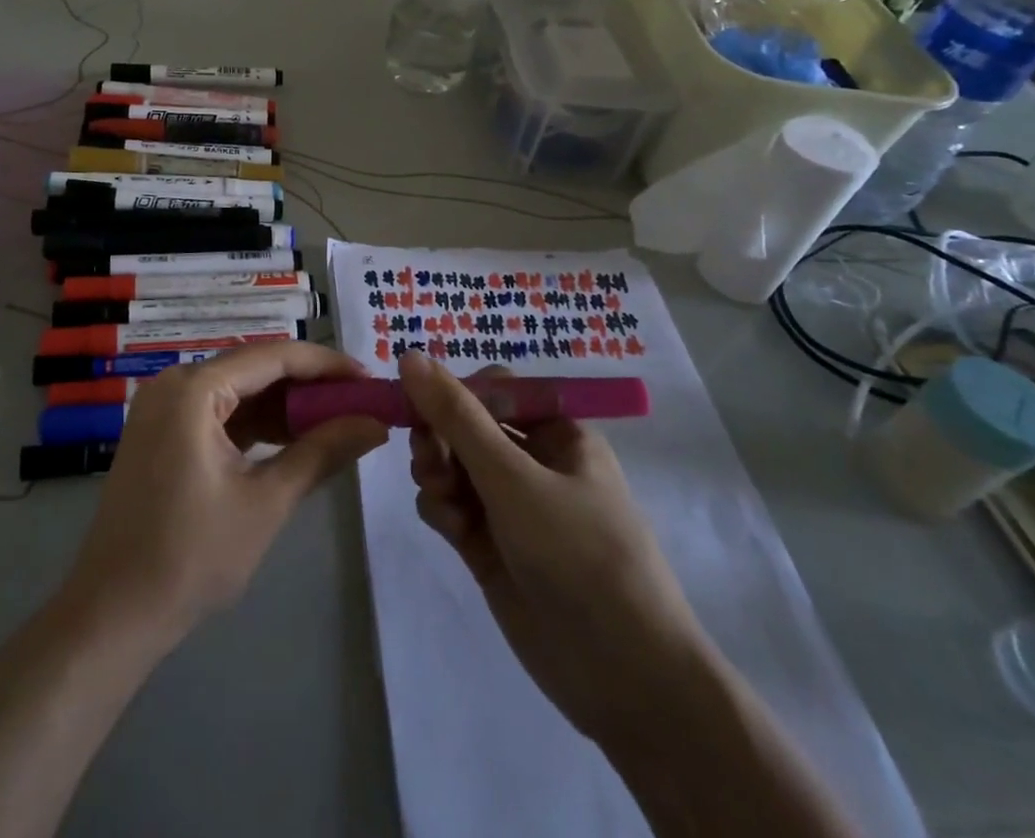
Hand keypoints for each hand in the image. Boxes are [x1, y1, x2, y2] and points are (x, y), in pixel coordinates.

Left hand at [62, 341, 387, 652]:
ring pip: (240, 391)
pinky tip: (295, 439)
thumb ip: (322, 452)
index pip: (273, 357)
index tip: (371, 379)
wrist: (114, 614)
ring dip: (286, 406)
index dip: (327, 365)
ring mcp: (165, 408)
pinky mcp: (164, 433)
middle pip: (256, 369)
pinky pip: (221, 414)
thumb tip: (375, 423)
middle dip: (309, 386)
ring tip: (338, 421)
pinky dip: (258, 424)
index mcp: (193, 388)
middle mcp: (175, 383)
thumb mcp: (267, 502)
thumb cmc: (191, 556)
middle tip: (360, 403)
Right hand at [399, 352, 714, 744]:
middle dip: (440, 437)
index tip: (417, 404)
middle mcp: (534, 462)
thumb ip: (456, 417)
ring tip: (440, 496)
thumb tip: (409, 355)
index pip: (494, 388)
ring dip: (437, 472)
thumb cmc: (579, 555)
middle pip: (466, 426)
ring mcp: (512, 507)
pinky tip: (450, 528)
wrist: (625, 679)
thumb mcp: (514, 477)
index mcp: (558, 432)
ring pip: (453, 465)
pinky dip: (442, 508)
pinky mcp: (492, 546)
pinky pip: (452, 506)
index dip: (454, 392)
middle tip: (425, 457)